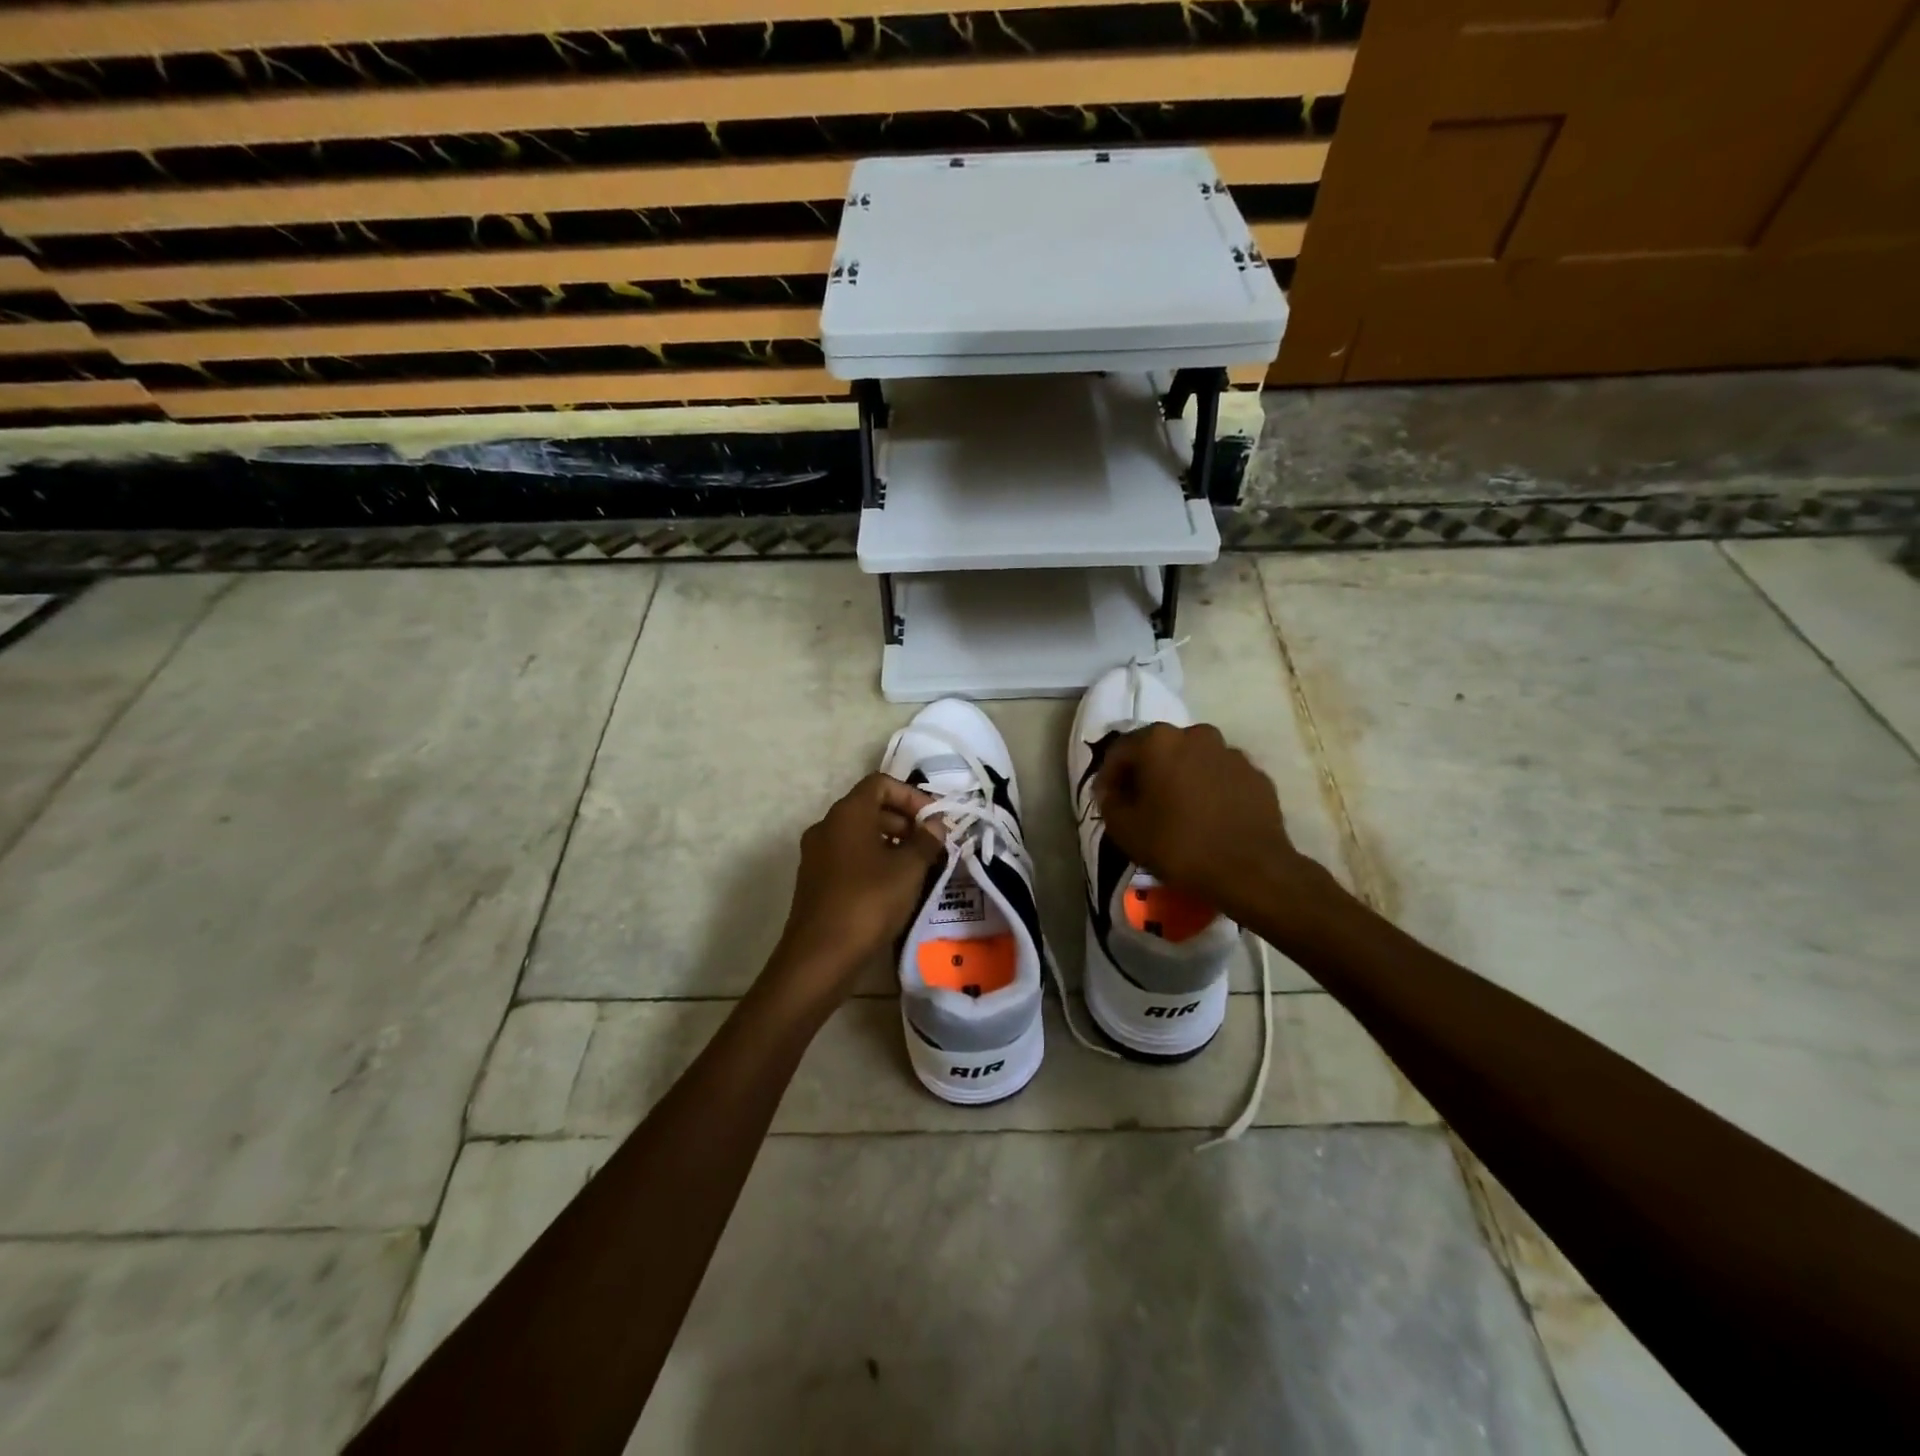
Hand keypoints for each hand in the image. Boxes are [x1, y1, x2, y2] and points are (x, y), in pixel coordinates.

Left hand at [771, 773, 944, 999]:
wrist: (820, 957)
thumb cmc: (868, 902)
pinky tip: (895, 887)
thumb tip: (935, 825)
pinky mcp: (816, 881)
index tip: (934, 820)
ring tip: (919, 867)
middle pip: (870, 808)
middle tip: (932, 844)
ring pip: (860, 835)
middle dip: (905, 821)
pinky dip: (874, 861)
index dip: (911, 795)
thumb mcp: (908, 869)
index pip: (880, 783)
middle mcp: (827, 826)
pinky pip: (849, 857)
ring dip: (891, 843)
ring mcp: (817, 855)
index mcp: (847, 814)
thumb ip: (926, 841)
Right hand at [1094, 723, 1319, 918]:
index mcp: (1159, 741)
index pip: (1121, 750)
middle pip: (1159, 750)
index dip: (1109, 776)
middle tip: (1140, 803)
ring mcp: (1231, 753)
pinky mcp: (1256, 775)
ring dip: (1180, 779)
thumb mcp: (1125, 829)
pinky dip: (1209, 790)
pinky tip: (1207, 818)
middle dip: (1146, 773)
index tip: (1106, 800)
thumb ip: (1109, 802)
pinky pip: (1221, 777)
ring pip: (1193, 761)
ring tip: (1177, 811)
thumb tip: (1110, 791)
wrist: (1251, 871)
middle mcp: (1197, 735)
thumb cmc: (1179, 845)